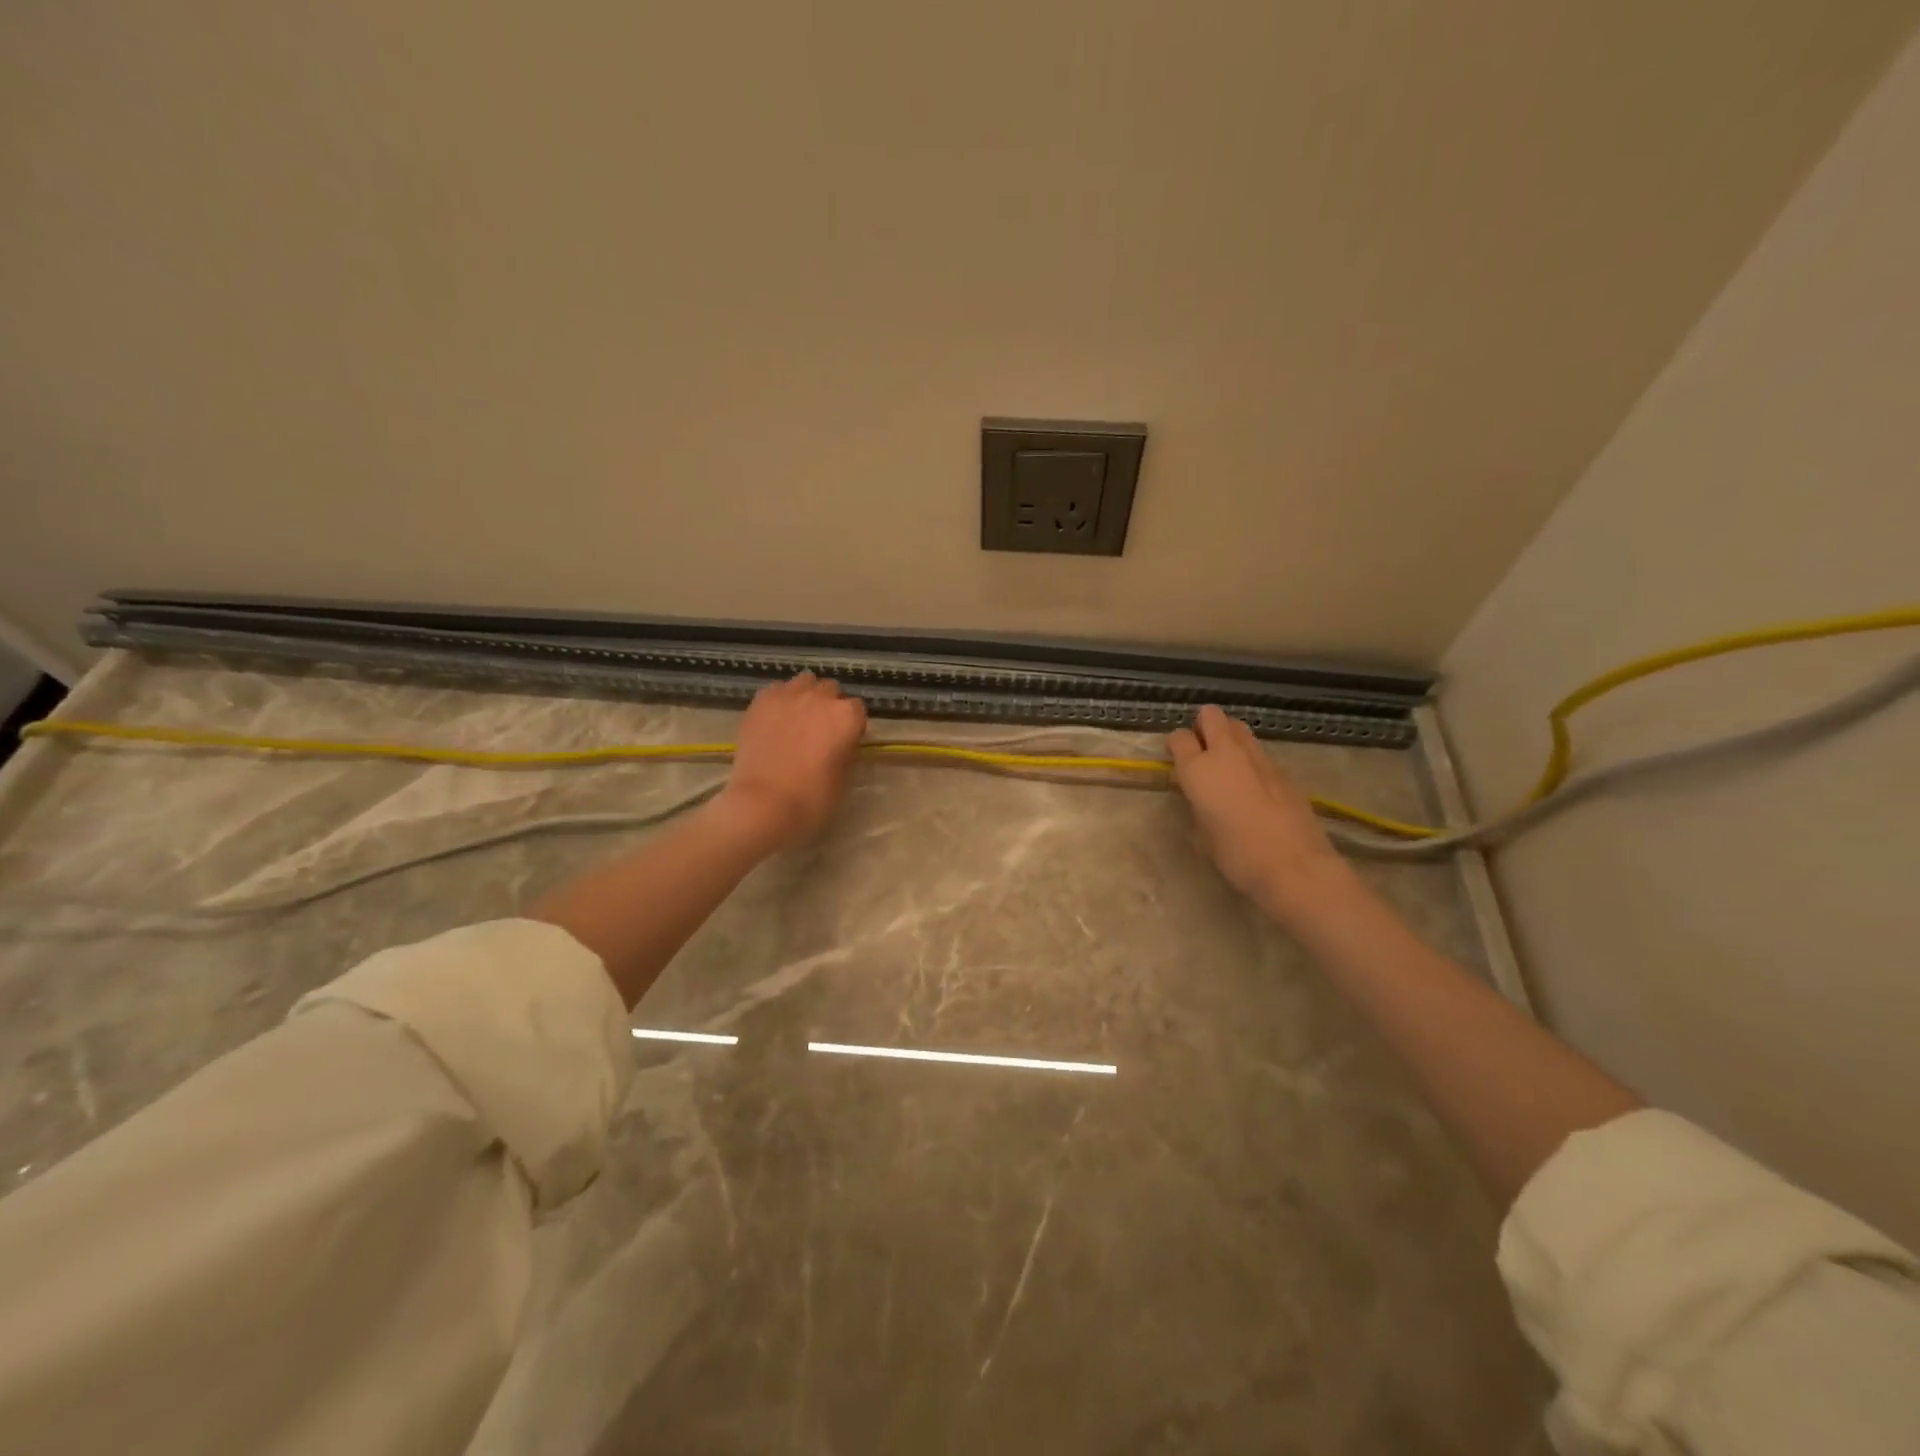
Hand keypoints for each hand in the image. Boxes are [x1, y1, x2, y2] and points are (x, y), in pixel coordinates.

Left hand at [714, 672, 867, 850]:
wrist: (763, 803)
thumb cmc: (812, 798)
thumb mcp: (844, 777)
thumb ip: (847, 750)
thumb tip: (843, 742)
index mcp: (847, 716)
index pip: (857, 710)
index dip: (852, 726)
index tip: (845, 741)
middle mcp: (820, 697)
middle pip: (831, 690)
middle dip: (829, 706)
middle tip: (820, 730)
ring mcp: (788, 695)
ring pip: (804, 682)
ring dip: (806, 695)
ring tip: (798, 718)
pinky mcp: (761, 701)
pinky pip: (777, 690)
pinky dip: (780, 700)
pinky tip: (775, 720)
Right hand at [1168, 705, 1347, 918]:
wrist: (1295, 866)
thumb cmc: (1237, 855)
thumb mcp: (1202, 835)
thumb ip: (1196, 807)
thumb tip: (1200, 798)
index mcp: (1199, 769)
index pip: (1179, 737)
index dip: (1175, 746)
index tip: (1175, 760)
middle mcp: (1227, 753)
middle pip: (1211, 715)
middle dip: (1203, 726)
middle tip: (1201, 752)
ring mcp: (1259, 758)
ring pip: (1238, 727)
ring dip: (1228, 737)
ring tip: (1226, 766)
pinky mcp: (1283, 769)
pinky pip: (1258, 751)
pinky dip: (1250, 758)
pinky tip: (1252, 786)